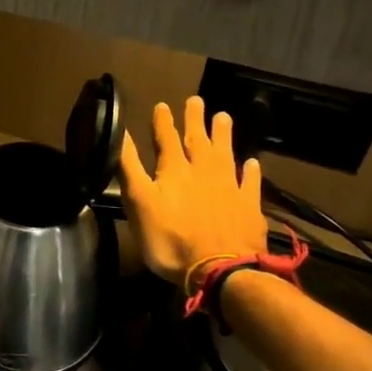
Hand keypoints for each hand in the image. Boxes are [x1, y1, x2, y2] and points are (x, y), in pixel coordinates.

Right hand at [120, 97, 268, 285]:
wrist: (221, 270)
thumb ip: (129, 167)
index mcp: (174, 171)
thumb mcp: (139, 202)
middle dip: (195, 120)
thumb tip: (119, 133)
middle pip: (199, 140)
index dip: (163, 122)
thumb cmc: (170, 239)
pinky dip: (251, 171)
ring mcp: (230, 188)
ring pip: (226, 154)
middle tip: (197, 100)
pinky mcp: (249, 207)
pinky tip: (252, 163)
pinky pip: (250, 183)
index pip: (167, 139)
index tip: (163, 105)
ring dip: (223, 135)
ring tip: (224, 117)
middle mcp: (204, 172)